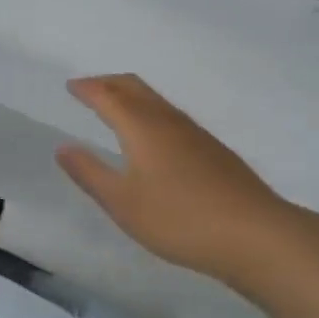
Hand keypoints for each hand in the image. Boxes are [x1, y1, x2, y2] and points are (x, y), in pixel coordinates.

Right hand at [58, 74, 318, 291]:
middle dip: (108, 83)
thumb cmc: (179, 219)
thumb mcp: (123, 203)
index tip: (70, 86)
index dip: (87, 88)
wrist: (255, 234)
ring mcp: (194, 132)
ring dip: (130, 95)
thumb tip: (63, 147)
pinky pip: (170, 115)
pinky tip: (151, 137)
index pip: (108, 95)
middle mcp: (168, 120)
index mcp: (142, 126)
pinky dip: (149, 111)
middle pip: (134, 87)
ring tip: (114, 108)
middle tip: (88, 90)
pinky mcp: (212, 149)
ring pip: (155, 100)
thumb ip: (90, 173)